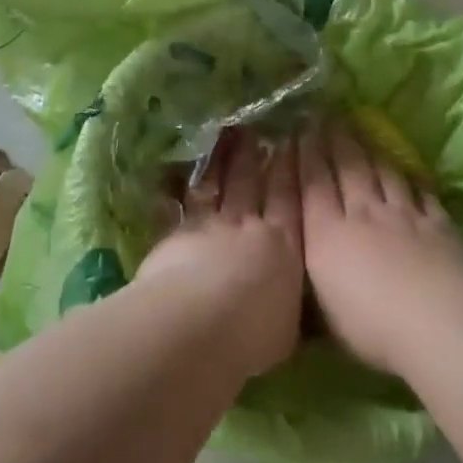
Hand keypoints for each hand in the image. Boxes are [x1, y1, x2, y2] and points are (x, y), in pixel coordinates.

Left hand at [136, 132, 304, 378]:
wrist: (202, 323)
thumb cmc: (256, 333)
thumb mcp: (288, 327)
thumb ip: (288, 306)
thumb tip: (290, 305)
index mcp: (285, 247)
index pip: (291, 202)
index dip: (291, 172)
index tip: (291, 144)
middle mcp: (248, 228)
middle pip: (251, 185)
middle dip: (254, 157)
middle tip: (254, 130)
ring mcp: (209, 227)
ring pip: (216, 186)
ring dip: (219, 161)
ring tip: (223, 137)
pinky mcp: (175, 234)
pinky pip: (175, 205)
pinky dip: (173, 189)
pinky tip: (170, 173)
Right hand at [298, 121, 462, 373]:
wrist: (435, 320)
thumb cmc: (369, 324)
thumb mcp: (322, 311)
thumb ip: (310, 283)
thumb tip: (295, 272)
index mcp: (327, 234)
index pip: (312, 186)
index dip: (305, 156)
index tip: (299, 131)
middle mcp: (362, 214)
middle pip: (346, 169)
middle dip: (333, 141)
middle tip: (326, 117)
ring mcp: (403, 216)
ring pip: (382, 173)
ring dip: (369, 150)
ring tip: (360, 130)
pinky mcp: (437, 224)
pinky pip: (420, 193)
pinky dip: (410, 178)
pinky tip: (407, 170)